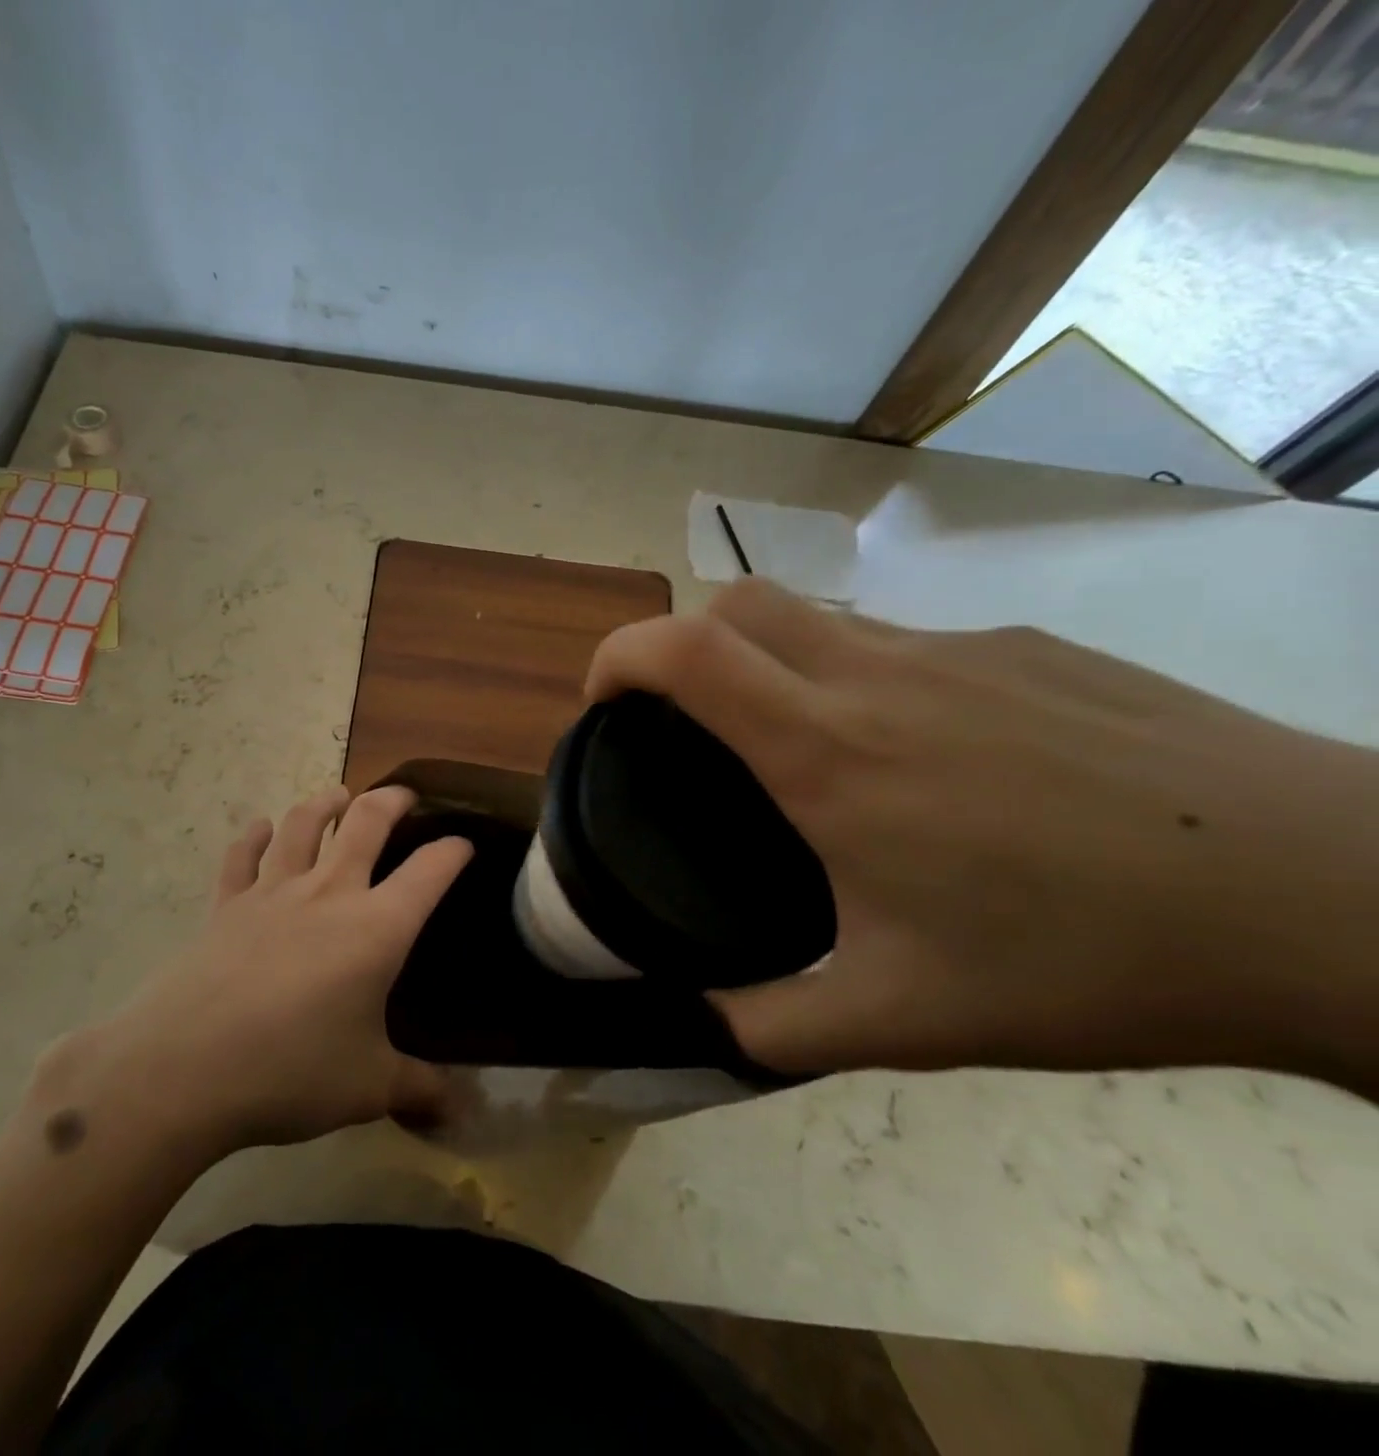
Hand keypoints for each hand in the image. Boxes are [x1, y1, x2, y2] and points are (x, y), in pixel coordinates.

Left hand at [32, 786, 472, 1160]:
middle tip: (403, 796)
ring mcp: (272, 894)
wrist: (184, 1070)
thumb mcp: (368, 1088)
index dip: (453, 852)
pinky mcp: (225, 906)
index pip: (430, 872)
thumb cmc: (290, 1072)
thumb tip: (458, 1110)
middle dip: (391, 802)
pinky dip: (252, 836)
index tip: (464, 845)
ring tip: (337, 796)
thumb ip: (418, 1090)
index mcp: (376, 928)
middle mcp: (328, 894)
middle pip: (365, 824)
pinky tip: (258, 827)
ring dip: (323, 804)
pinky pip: (241, 857)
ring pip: (301, 826)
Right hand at [587, 580, 1378, 1095]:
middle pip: (734, 602)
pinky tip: (918, 756)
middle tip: (681, 719)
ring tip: (794, 746)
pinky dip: (856, 676)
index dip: (618, 658)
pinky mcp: (1023, 646)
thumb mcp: (904, 1017)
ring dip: (766, 660)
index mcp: (827, 753)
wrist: (1332, 900)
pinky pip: (899, 641)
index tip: (602, 706)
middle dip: (678, 643)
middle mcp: (875, 675)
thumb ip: (778, 1024)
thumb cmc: (1086, 957)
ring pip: (814, 617)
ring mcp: (956, 648)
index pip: (683, 652)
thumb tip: (707, 1025)